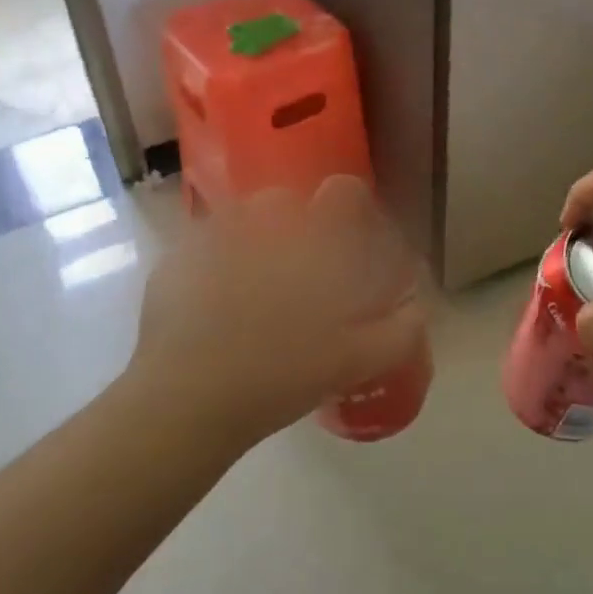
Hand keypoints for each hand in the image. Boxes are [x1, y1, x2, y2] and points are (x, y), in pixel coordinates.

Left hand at [131, 175, 426, 447]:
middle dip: (294, 229)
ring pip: (239, 221)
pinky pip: (201, 249)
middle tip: (297, 277)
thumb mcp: (356, 362)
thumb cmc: (281, 375)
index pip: (344, 192)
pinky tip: (213, 307)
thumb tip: (419, 309)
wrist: (188, 402)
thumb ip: (399, 332)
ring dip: (251, 243)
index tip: (350, 240)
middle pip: (284, 203)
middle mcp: (262, 224)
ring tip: (251, 292)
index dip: (353, 206)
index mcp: (310, 241)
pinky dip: (211, 266)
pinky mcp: (173, 262)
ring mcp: (210, 238)